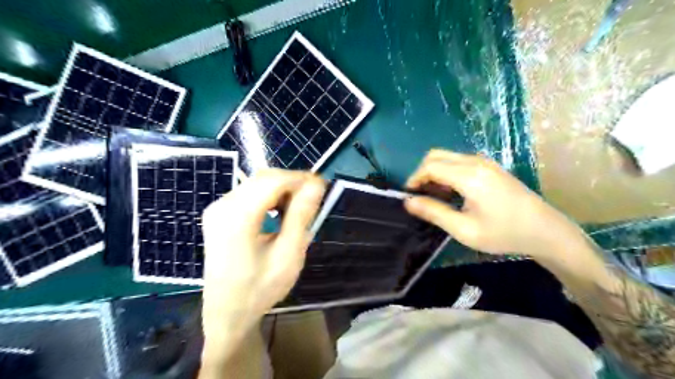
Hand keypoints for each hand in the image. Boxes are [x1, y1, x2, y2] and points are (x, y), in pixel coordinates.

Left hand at [201, 168, 325, 336]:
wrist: (226, 313)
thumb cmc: (260, 289)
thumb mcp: (288, 255)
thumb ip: (301, 216)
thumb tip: (316, 185)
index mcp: (237, 218)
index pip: (273, 181)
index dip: (300, 179)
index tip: (322, 187)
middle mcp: (222, 205)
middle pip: (264, 178)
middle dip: (292, 183)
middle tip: (313, 200)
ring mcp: (218, 208)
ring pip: (257, 183)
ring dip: (281, 189)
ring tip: (299, 208)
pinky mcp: (219, 213)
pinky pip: (249, 193)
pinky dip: (269, 196)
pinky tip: (279, 212)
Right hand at [403, 149, 582, 258]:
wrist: (546, 230)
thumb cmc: (504, 233)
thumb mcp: (464, 229)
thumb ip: (434, 212)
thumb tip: (408, 202)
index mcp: (470, 176)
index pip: (431, 166)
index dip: (415, 179)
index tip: (409, 197)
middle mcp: (476, 162)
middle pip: (437, 155)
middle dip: (422, 173)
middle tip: (420, 195)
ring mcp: (485, 162)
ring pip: (448, 157)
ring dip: (435, 172)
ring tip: (435, 197)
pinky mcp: (490, 166)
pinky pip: (459, 161)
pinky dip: (447, 172)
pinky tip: (452, 192)